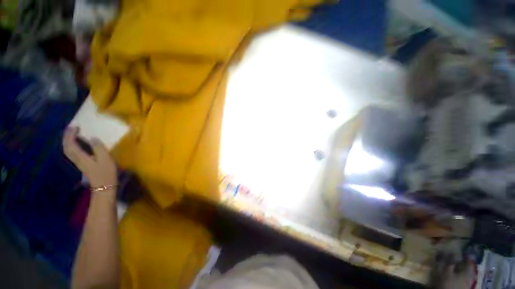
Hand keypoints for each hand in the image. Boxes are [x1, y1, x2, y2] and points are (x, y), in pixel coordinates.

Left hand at [63, 127, 116, 188]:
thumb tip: (93, 138)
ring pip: (68, 150)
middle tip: (71, 128)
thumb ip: (99, 148)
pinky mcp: (82, 164)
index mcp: (81, 157)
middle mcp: (76, 159)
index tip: (75, 126)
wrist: (104, 186)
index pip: (71, 144)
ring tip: (73, 134)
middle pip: (66, 147)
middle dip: (67, 137)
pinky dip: (72, 146)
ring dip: (68, 141)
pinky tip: (77, 144)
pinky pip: (72, 152)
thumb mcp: (106, 160)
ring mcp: (78, 162)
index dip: (71, 135)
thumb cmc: (106, 173)